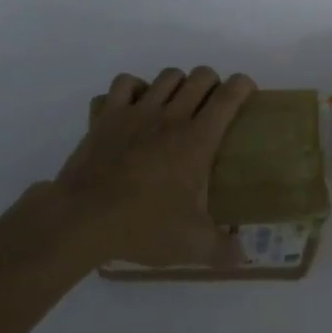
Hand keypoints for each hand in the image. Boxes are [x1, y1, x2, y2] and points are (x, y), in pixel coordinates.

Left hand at [47, 66, 256, 269]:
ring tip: (178, 104)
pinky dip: (137, 87)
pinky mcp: (108, 115)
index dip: (243, 86)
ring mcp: (137, 112)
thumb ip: (223, 249)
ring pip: (167, 76)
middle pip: (201, 77)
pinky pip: (126, 83)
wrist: (84, 218)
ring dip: (179, 83)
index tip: (247, 92)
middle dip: (213, 83)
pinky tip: (139, 104)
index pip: (228, 97)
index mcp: (197, 141)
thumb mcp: (192, 246)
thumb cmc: (143, 226)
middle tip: (212, 106)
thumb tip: (243, 256)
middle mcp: (171, 117)